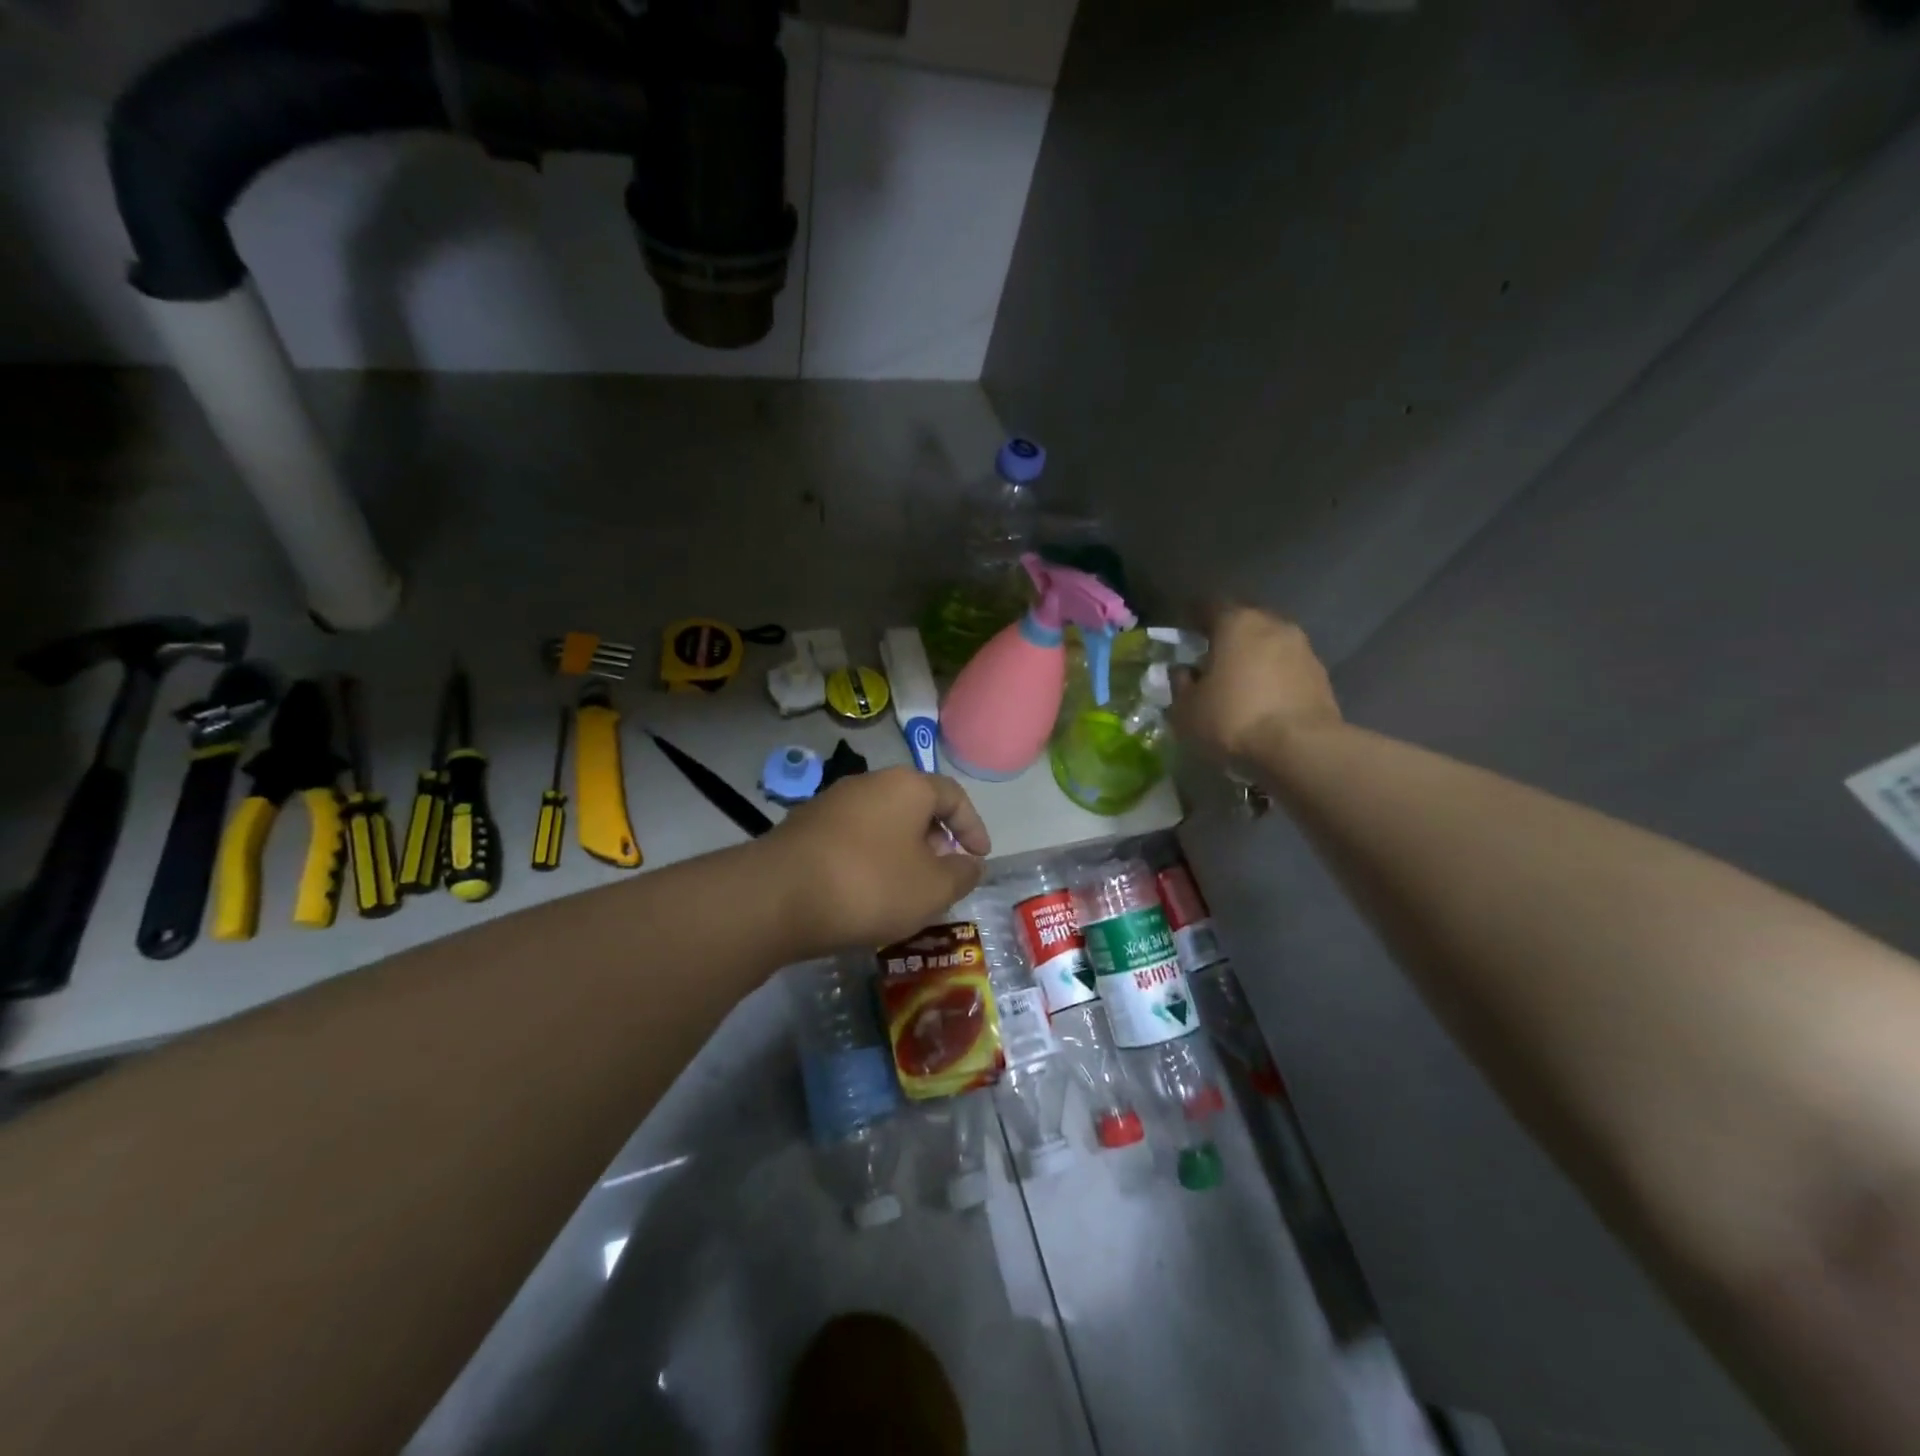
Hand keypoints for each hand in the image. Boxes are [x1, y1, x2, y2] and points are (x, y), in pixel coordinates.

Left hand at [764, 768, 991, 956]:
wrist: (777, 897)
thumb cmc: (869, 885)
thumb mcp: (932, 889)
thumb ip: (961, 875)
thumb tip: (970, 864)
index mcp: (906, 786)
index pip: (953, 796)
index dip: (972, 827)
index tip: (980, 858)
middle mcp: (869, 783)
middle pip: (915, 806)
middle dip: (936, 841)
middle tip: (944, 875)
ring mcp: (832, 803)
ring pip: (882, 824)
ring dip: (902, 852)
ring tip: (907, 890)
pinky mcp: (804, 827)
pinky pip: (853, 839)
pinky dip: (870, 860)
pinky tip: (866, 893)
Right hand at [1172, 605, 1341, 762]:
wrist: (1301, 748)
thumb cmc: (1233, 719)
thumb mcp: (1186, 709)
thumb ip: (1181, 684)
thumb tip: (1184, 671)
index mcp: (1236, 623)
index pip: (1209, 606)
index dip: (1193, 616)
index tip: (1185, 632)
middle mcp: (1273, 625)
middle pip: (1244, 622)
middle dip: (1227, 637)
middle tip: (1211, 659)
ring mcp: (1302, 648)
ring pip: (1269, 644)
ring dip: (1254, 658)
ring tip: (1240, 683)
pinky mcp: (1321, 675)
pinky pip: (1288, 668)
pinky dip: (1274, 678)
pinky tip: (1264, 701)